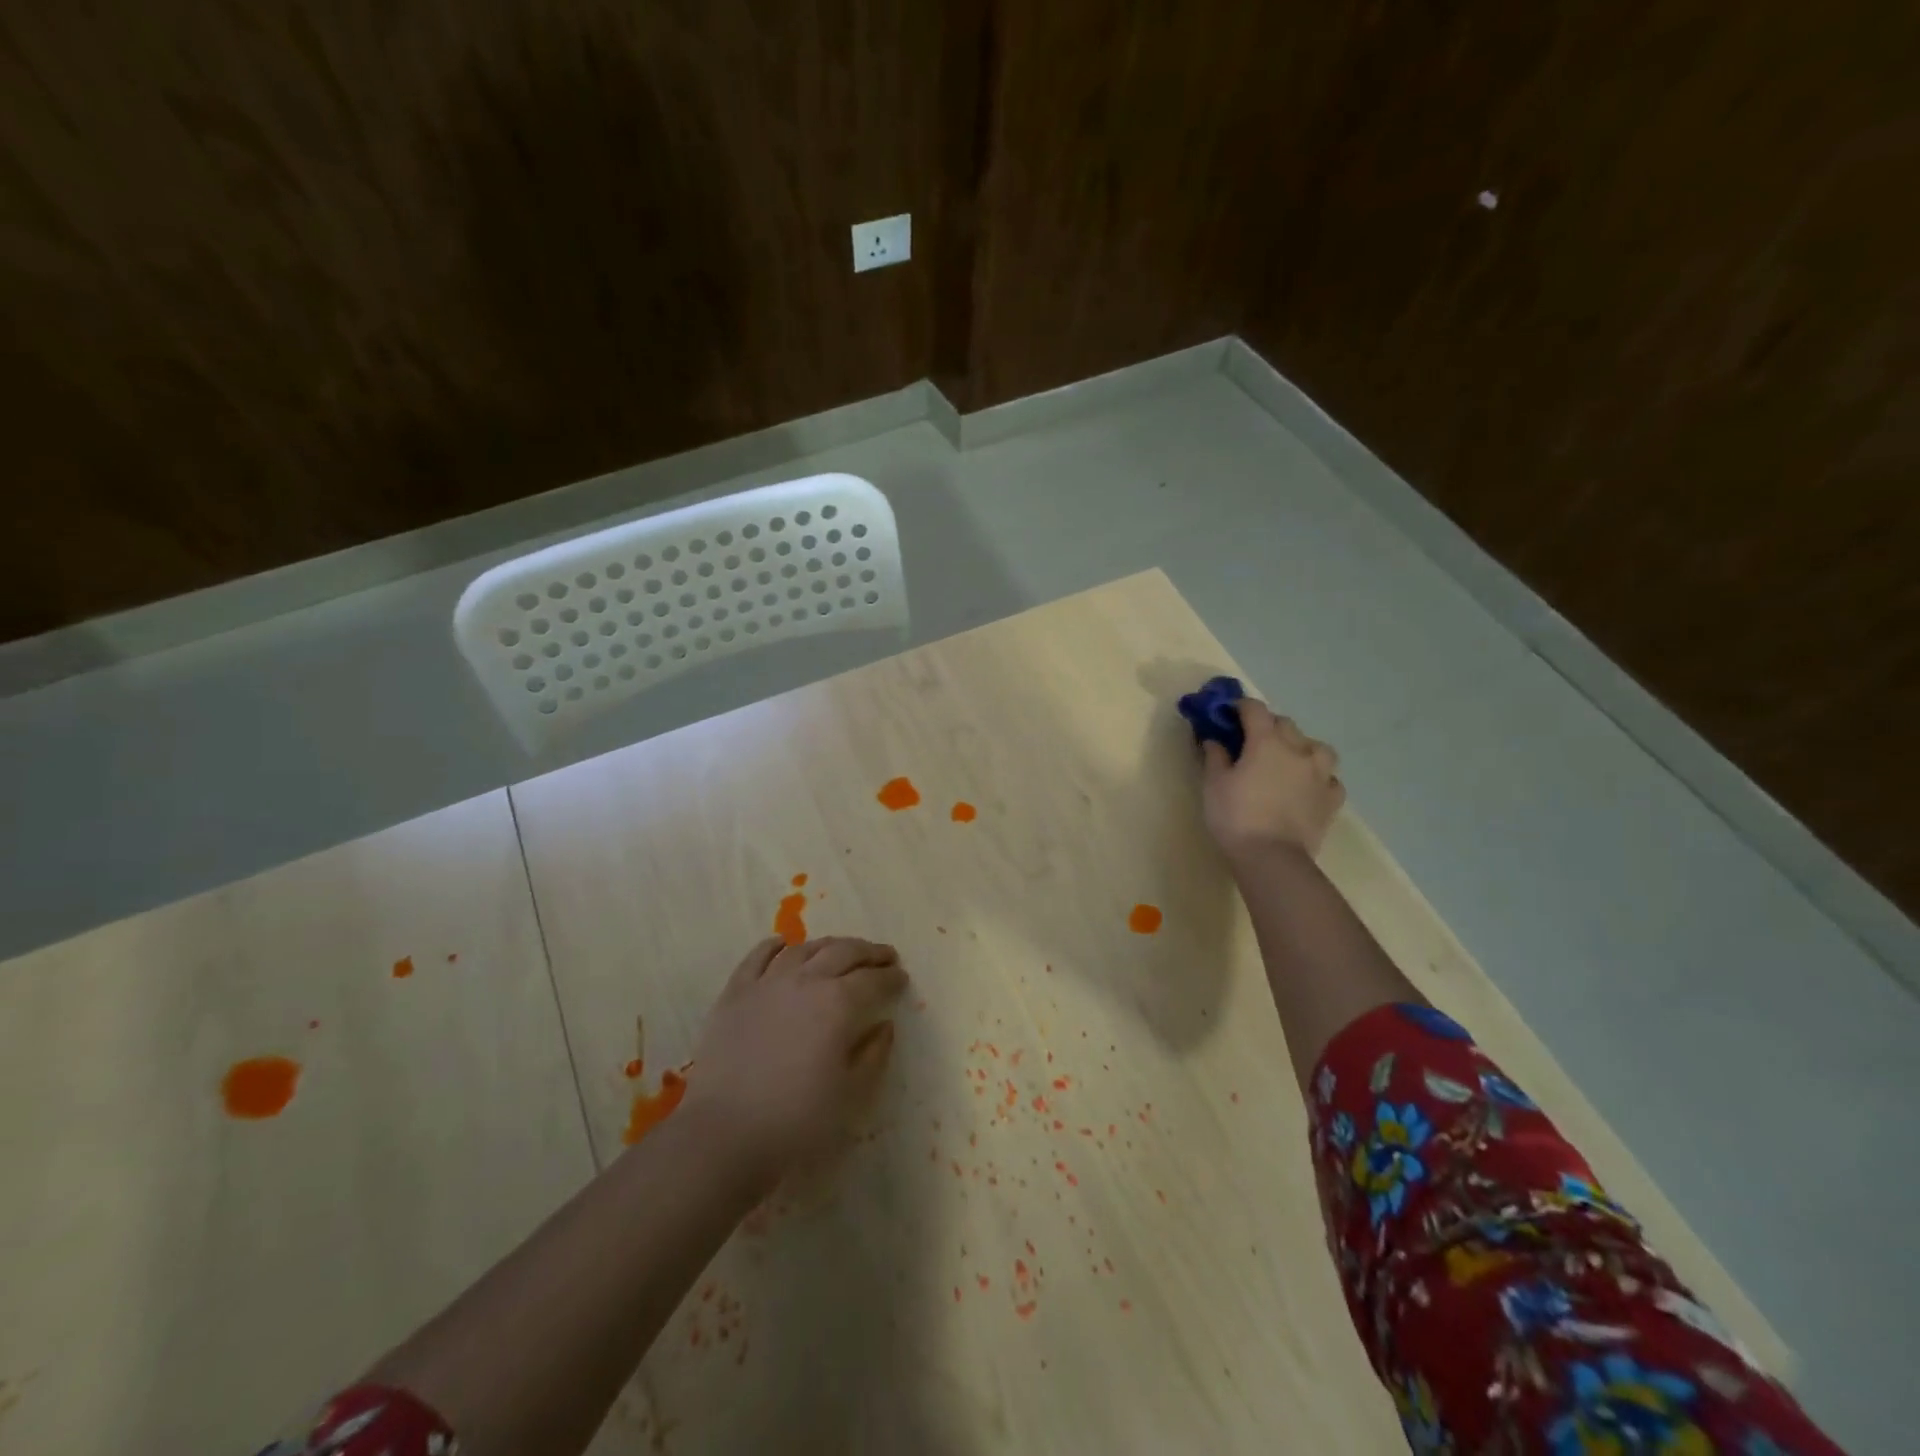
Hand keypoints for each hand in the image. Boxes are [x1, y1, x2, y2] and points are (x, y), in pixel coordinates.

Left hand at [681, 936, 907, 1190]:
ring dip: (830, 945)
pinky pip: (758, 956)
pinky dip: (776, 946)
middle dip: (869, 952)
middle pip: (844, 952)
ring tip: (841, 951)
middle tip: (884, 956)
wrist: (725, 1133)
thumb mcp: (851, 1095)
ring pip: (805, 948)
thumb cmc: (797, 1119)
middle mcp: (807, 980)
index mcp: (839, 1003)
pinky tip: (784, 945)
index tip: (901, 978)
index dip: (891, 978)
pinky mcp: (736, 991)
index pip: (873, 980)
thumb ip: (874, 1055)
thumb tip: (884, 1026)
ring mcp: (768, 982)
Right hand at [1200, 697, 1344, 860]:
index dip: (1240, 707)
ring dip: (1301, 746)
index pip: (1254, 709)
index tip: (1227, 713)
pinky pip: (1329, 778)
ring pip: (1316, 746)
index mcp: (1266, 742)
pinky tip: (1307, 786)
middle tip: (1251, 740)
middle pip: (1285, 724)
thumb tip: (1215, 739)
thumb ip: (1216, 757)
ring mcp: (1320, 774)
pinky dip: (1318, 777)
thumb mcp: (1214, 784)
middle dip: (1268, 726)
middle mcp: (1298, 750)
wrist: (1272, 858)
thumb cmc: (1235, 816)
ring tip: (1288, 760)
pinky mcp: (1332, 798)